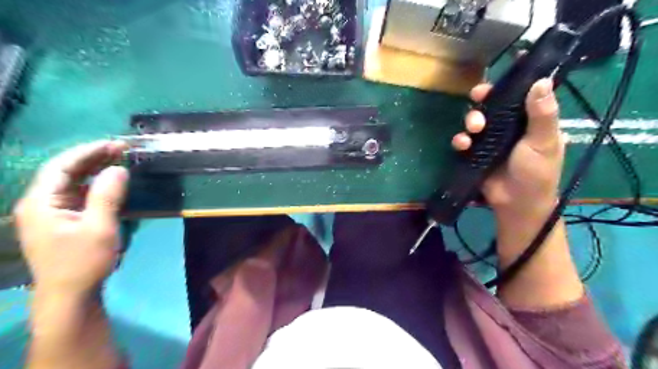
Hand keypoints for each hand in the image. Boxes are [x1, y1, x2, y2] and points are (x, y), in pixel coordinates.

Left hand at [14, 140, 129, 298]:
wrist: (70, 295)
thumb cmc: (83, 261)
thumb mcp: (99, 227)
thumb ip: (107, 196)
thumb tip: (118, 169)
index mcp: (40, 203)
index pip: (61, 167)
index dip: (87, 152)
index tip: (114, 144)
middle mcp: (40, 204)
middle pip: (64, 172)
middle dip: (93, 158)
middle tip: (121, 149)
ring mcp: (50, 213)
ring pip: (72, 183)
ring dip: (95, 170)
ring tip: (118, 160)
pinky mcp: (63, 222)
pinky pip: (78, 195)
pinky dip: (95, 185)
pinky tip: (111, 182)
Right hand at [453, 77, 564, 222]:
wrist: (516, 203)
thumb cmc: (536, 172)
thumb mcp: (544, 142)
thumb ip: (542, 114)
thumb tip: (542, 81)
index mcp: (528, 120)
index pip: (518, 95)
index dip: (507, 84)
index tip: (498, 76)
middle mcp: (508, 127)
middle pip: (491, 105)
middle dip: (483, 99)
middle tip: (478, 96)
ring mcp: (489, 140)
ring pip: (475, 121)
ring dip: (471, 119)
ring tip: (473, 129)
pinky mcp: (475, 153)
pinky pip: (464, 141)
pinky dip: (460, 140)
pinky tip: (462, 144)